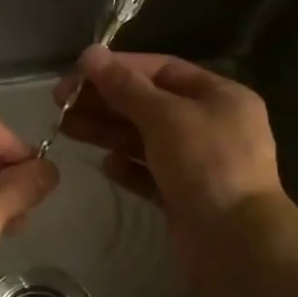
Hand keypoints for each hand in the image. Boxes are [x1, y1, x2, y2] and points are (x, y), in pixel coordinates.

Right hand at [54, 48, 286, 236]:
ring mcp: (199, 163)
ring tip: (66, 128)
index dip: (119, 67)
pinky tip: (106, 165)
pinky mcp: (185, 196)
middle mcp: (212, 125)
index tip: (78, 72)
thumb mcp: (164, 116)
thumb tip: (90, 54)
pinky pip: (150, 173)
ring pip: (145, 138)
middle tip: (61, 102)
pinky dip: (127, 167)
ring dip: (107, 131)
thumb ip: (125, 86)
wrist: (236, 243)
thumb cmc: (206, 164)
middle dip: (106, 101)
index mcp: (220, 97)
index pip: (162, 70)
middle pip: (149, 104)